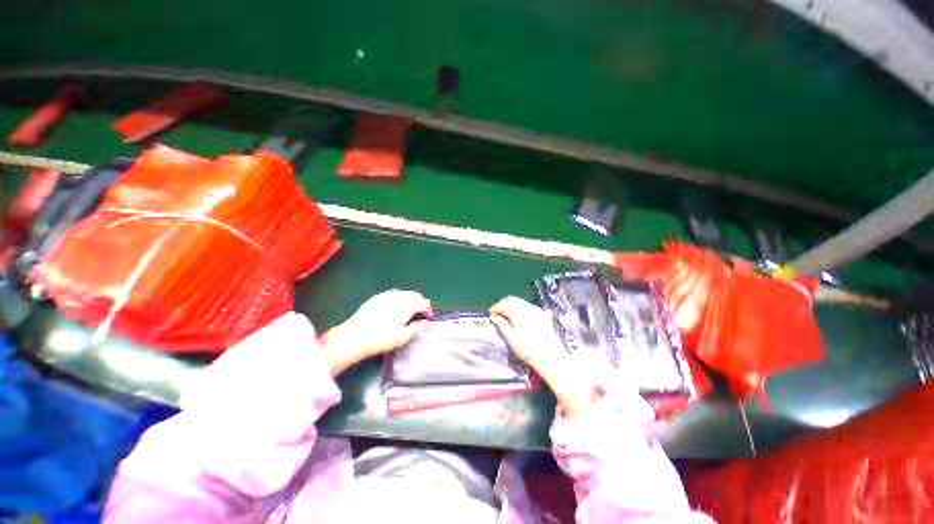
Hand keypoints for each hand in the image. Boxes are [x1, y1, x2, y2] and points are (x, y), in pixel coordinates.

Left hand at [320, 290, 431, 375]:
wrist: (353, 336)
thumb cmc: (382, 338)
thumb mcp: (403, 336)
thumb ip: (417, 327)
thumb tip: (428, 324)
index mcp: (408, 304)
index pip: (424, 303)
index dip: (428, 311)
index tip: (427, 321)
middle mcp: (399, 296)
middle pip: (415, 295)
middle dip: (420, 304)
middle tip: (419, 317)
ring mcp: (387, 295)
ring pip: (404, 293)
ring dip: (410, 300)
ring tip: (407, 313)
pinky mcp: (377, 297)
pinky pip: (393, 294)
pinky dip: (398, 299)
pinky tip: (394, 309)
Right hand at [490, 296, 597, 415]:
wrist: (552, 359)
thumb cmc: (529, 351)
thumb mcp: (512, 339)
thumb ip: (502, 325)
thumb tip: (494, 317)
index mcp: (520, 313)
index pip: (504, 303)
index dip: (496, 307)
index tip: (491, 314)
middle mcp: (529, 308)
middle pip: (513, 299)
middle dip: (503, 304)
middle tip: (497, 314)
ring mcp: (537, 311)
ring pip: (521, 301)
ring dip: (512, 305)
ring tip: (506, 316)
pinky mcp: (543, 316)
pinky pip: (528, 306)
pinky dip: (520, 308)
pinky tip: (519, 317)